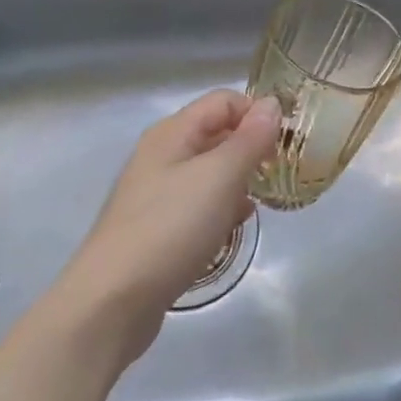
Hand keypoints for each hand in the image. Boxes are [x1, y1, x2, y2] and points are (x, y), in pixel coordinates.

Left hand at [58, 90, 280, 363]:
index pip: (224, 101)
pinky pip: (198, 204)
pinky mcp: (156, 226)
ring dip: (238, 182)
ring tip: (258, 204)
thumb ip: (249, 139)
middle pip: (216, 134)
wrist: (113, 299)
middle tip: (280, 175)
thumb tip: (272, 104)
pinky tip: (231, 228)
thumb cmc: (171, 228)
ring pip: (209, 172)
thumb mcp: (220, 177)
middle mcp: (161, 154)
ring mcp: (156, 192)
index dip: (257, 114)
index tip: (287, 144)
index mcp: (172, 132)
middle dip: (251, 149)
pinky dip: (220, 209)